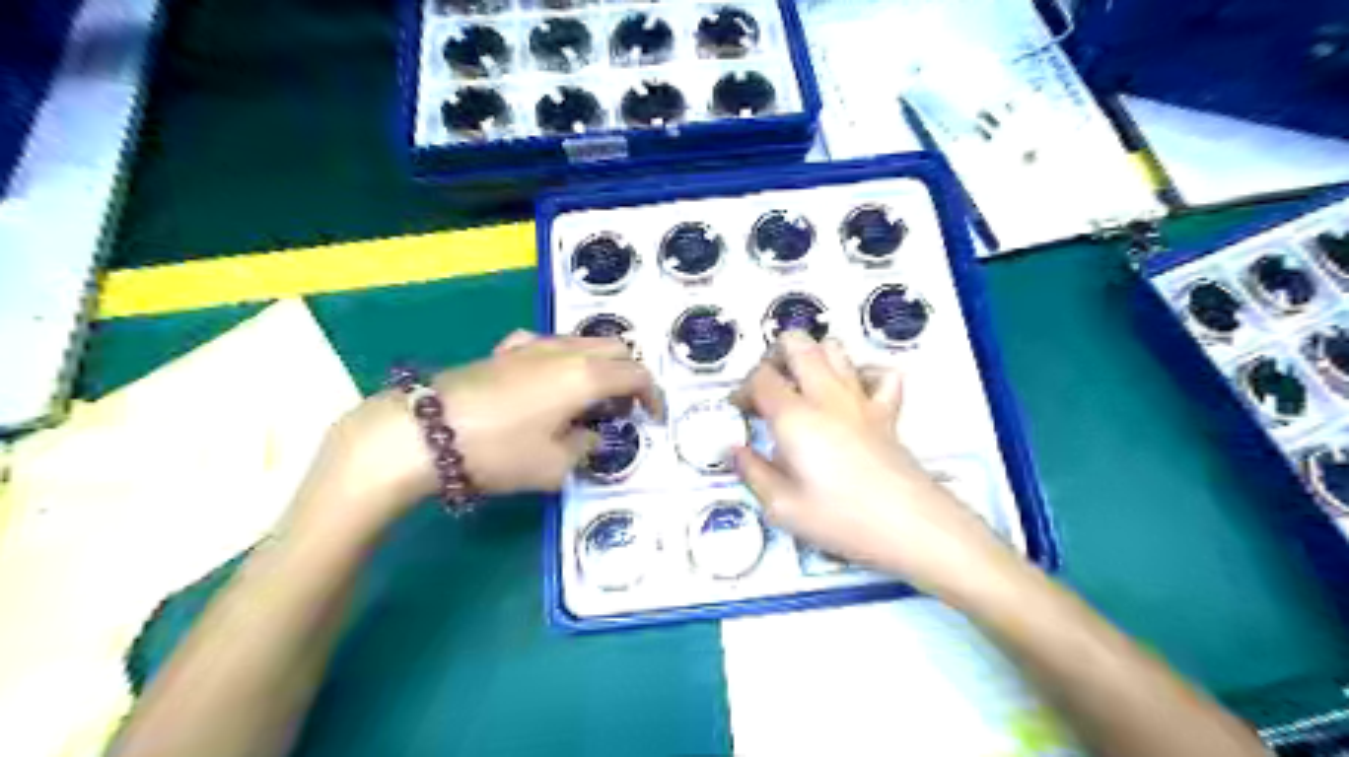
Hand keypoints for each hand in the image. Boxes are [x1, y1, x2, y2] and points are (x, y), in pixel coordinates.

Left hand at [286, 331, 662, 538]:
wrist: (423, 433)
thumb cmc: (498, 452)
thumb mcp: (554, 466)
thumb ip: (586, 446)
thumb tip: (591, 434)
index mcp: (586, 376)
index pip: (636, 374)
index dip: (653, 396)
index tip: (655, 419)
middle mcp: (565, 350)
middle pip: (615, 347)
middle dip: (628, 374)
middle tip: (624, 407)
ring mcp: (533, 345)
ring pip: (583, 341)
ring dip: (599, 364)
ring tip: (589, 398)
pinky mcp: (505, 350)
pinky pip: (549, 343)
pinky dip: (564, 357)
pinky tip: (549, 379)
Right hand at [736, 334, 1010, 600]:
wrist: (910, 526)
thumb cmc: (840, 518)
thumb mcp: (781, 507)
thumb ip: (752, 473)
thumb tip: (735, 450)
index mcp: (794, 416)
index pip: (761, 377)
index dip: (743, 388)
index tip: (740, 412)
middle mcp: (826, 395)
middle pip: (797, 344)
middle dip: (774, 356)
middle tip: (767, 388)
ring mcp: (861, 398)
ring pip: (834, 348)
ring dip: (812, 357)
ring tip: (802, 388)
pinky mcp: (887, 411)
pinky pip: (879, 373)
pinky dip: (861, 374)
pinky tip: (851, 395)